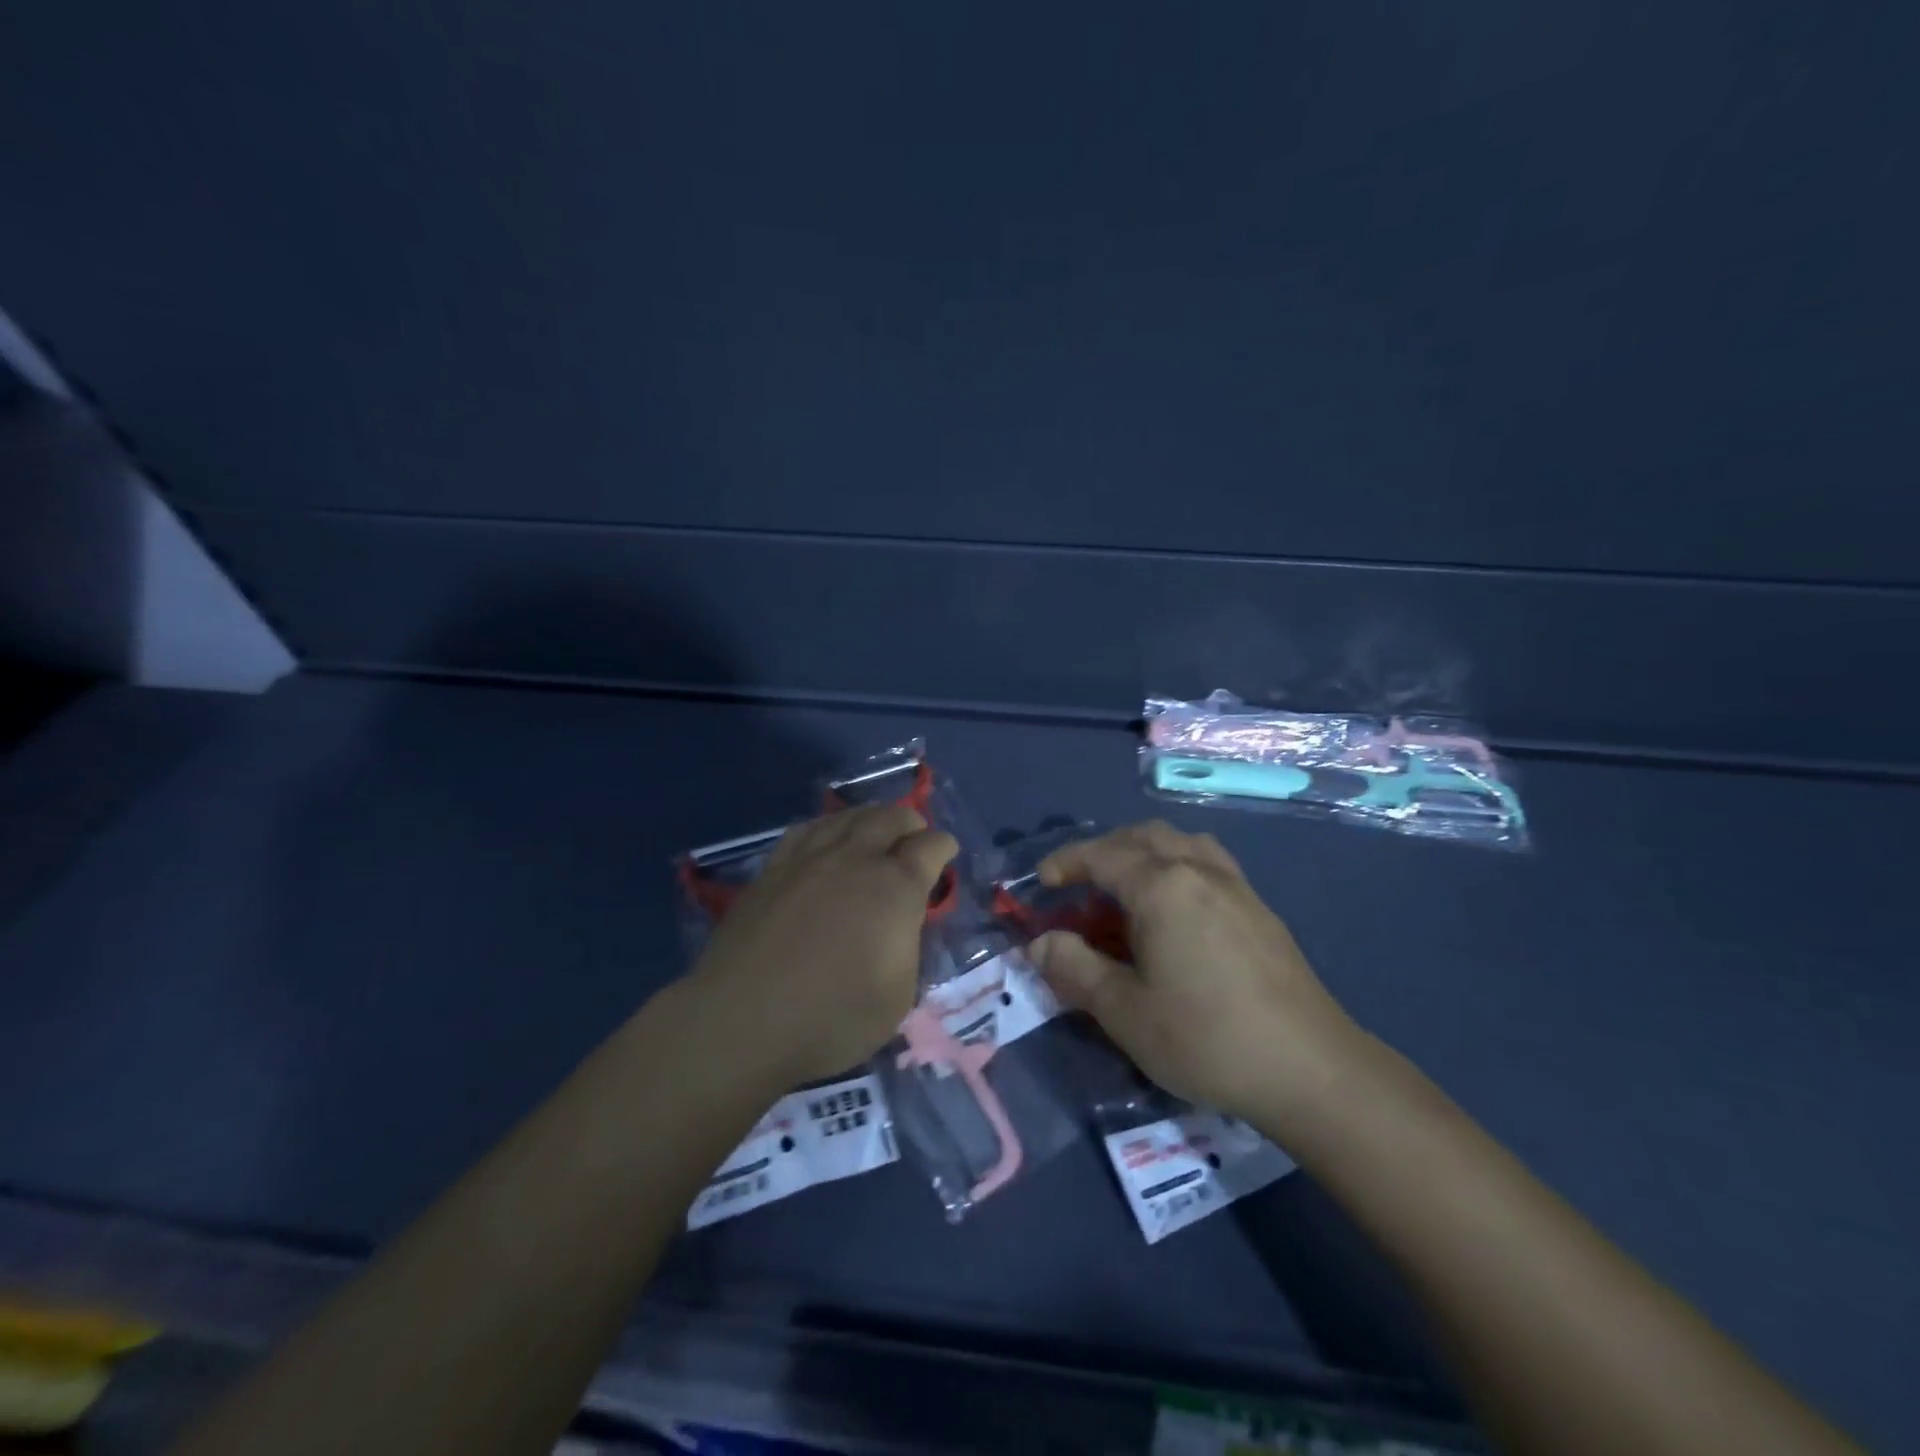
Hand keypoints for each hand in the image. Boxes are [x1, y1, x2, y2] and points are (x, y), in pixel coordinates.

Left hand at [683, 804, 957, 1087]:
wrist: (743, 1020)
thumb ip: (908, 946)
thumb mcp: (898, 996)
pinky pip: (807, 828)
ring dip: (870, 818)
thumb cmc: (832, 1017)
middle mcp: (855, 858)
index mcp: (895, 887)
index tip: (946, 853)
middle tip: (914, 837)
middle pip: (890, 818)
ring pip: (847, 816)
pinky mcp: (773, 868)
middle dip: (910, 823)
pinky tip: (826, 838)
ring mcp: (809, 858)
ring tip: (875, 830)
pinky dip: (829, 826)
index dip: (944, 847)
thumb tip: (901, 922)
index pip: (930, 847)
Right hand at [1032, 821, 1362, 1125]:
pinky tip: (1178, 909)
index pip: (1102, 856)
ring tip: (1130, 886)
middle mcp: (1199, 871)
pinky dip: (1179, 865)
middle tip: (1083, 882)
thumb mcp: (1124, 1012)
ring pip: (1182, 842)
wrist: (1310, 1068)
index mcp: (1162, 887)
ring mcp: (1236, 886)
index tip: (1044, 882)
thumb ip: (1075, 970)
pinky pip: (1209, 862)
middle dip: (1106, 850)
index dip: (1067, 863)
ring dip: (1146, 850)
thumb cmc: (1205, 1038)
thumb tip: (1039, 943)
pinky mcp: (1260, 909)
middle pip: (1144, 836)